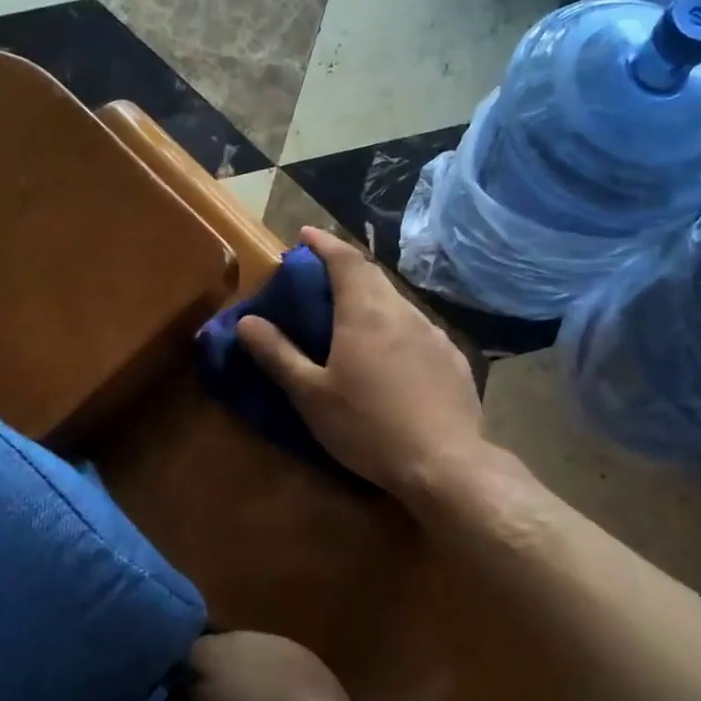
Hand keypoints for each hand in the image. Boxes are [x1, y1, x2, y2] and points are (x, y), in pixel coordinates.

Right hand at [236, 227, 487, 496]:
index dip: (323, 243)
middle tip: (321, 278)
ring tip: (352, 318)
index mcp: (365, 312)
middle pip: (373, 276)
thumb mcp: (312, 396)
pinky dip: (397, 328)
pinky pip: (418, 330)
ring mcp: (434, 334)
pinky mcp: (453, 359)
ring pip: (397, 303)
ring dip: (372, 299)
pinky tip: (392, 356)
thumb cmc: (368, 427)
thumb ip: (278, 355)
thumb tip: (247, 321)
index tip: (304, 236)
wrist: (445, 464)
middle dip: (345, 268)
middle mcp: (403, 312)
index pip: (344, 259)